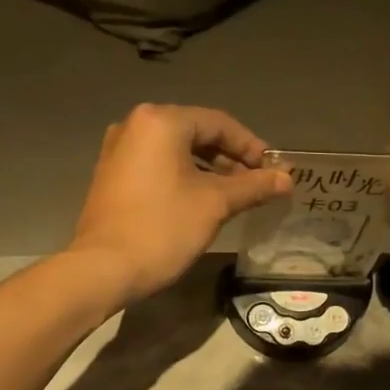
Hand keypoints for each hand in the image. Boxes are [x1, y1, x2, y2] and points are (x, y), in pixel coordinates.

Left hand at [70, 104, 290, 304]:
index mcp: (161, 121)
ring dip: (208, 169)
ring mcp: (118, 150)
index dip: (251, 146)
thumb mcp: (215, 204)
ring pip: (175, 151)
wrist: (103, 268)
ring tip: (233, 195)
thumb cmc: (163, 228)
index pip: (219, 123)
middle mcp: (134, 125)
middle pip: (195, 133)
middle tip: (257, 183)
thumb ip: (253, 186)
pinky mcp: (111, 175)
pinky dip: (182, 177)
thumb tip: (287, 179)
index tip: (273, 170)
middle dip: (230, 158)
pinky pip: (156, 165)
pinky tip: (200, 200)